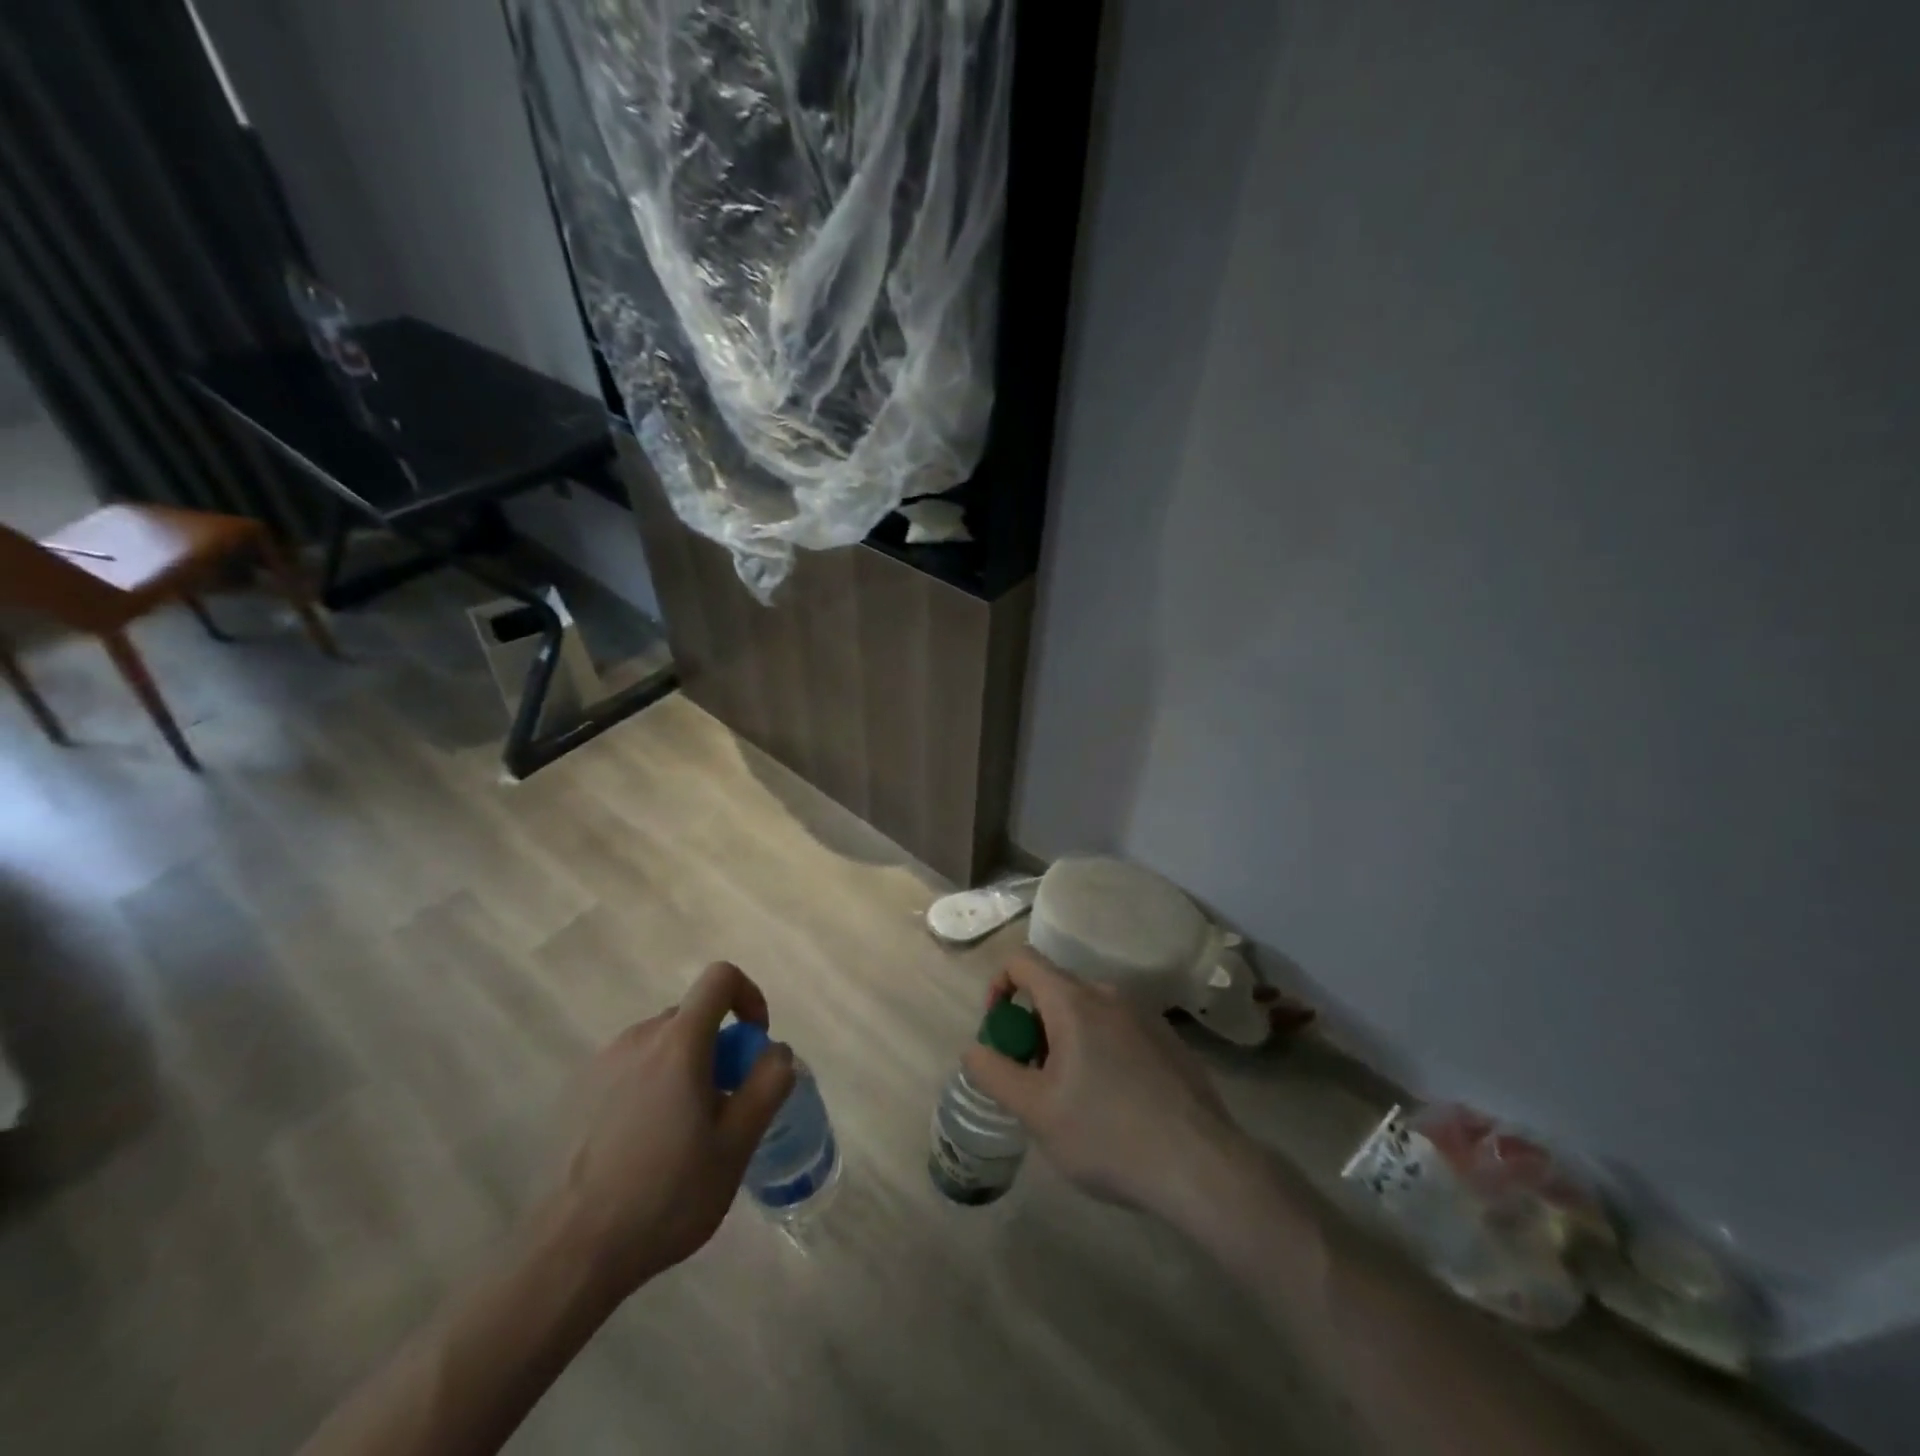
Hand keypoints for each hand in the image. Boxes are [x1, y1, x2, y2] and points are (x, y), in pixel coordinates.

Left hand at [543, 961, 794, 1299]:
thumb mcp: (737, 1145)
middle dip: (718, 1047)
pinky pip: (630, 1069)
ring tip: (683, 1133)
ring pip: (660, 1045)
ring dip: (684, 1069)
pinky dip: (650, 1086)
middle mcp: (638, 1038)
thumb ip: (768, 1085)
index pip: (720, 978)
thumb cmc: (666, 1195)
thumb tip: (776, 1050)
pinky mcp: (576, 1093)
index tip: (754, 1042)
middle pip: (692, 1016)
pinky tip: (644, 1146)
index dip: (748, 996)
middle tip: (723, 1106)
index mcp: (678, 1042)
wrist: (570, 1252)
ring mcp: (601, 1064)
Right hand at [962, 948, 1244, 1219]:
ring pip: (1087, 1012)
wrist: (1202, 1166)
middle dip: (1032, 1026)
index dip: (998, 987)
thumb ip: (994, 1073)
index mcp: (1074, 1000)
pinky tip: (1114, 1104)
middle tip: (1032, 1079)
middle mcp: (1109, 994)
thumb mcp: (1036, 1111)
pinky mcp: (1169, 1040)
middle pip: (1054, 989)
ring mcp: (1145, 1015)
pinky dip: (1099, 1050)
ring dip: (1065, 1041)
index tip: (999, 1033)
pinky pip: (1118, 1029)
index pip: (1022, 961)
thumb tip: (974, 1049)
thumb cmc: (1107, 1135)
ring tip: (1071, 1098)